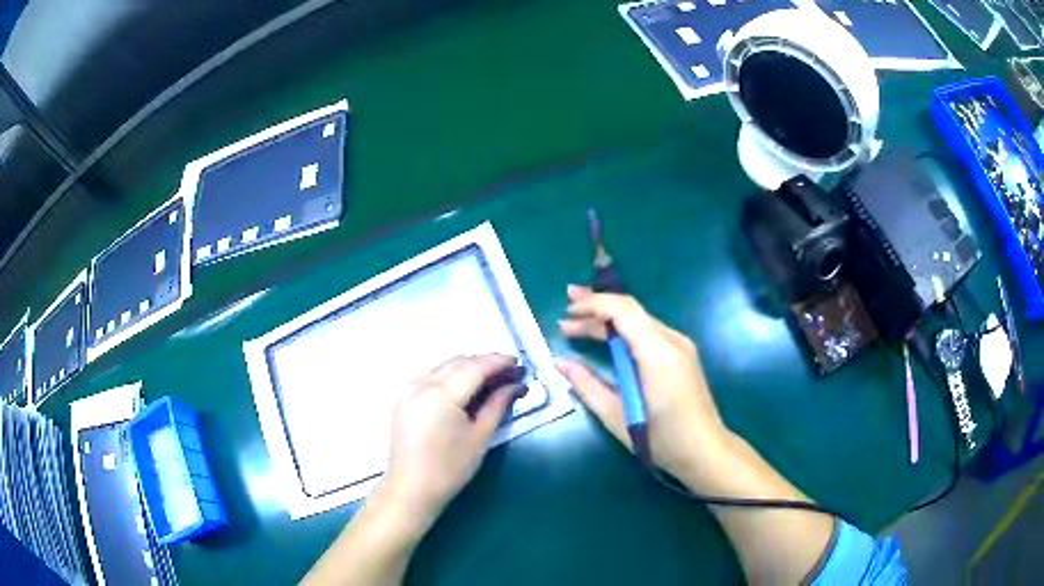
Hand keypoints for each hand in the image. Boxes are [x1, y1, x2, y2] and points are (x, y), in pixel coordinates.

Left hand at [380, 354, 523, 531]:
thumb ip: (498, 404)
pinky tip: (465, 386)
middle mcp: (420, 383)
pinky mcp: (402, 396)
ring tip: (491, 379)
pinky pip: (431, 375)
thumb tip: (515, 385)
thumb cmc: (450, 469)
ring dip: (468, 367)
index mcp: (440, 394)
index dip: (498, 362)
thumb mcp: (480, 437)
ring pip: (444, 366)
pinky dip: (451, 375)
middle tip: (509, 372)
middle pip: (458, 362)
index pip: (475, 367)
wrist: (411, 488)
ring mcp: (408, 388)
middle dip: (485, 363)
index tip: (518, 363)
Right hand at [558, 285, 727, 482]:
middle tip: (566, 308)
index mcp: (658, 354)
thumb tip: (560, 363)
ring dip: (608, 319)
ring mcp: (680, 346)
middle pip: (631, 311)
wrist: (705, 450)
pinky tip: (605, 338)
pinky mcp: (682, 355)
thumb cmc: (661, 440)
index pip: (624, 311)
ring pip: (639, 320)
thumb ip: (587, 386)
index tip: (568, 311)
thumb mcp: (617, 417)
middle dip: (597, 306)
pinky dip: (623, 330)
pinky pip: (648, 332)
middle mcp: (672, 341)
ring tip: (577, 322)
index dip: (594, 304)